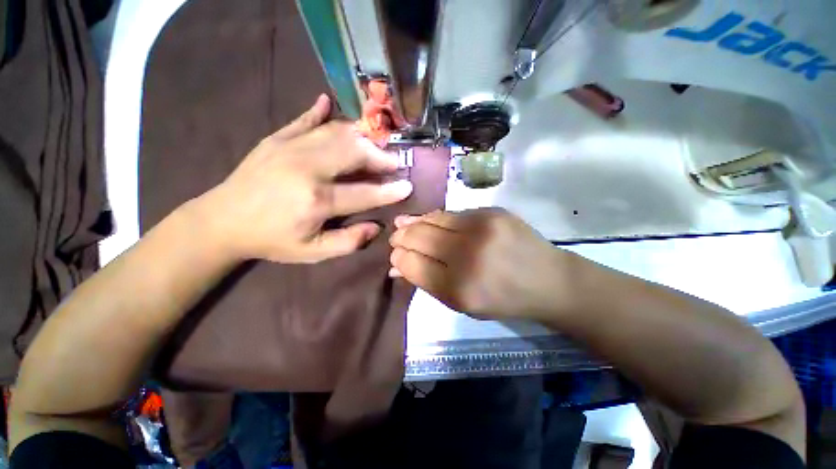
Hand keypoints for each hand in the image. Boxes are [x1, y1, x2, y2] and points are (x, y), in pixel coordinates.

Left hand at [196, 95, 412, 262]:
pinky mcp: (276, 138)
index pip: (364, 193)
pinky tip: (329, 103)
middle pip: (354, 152)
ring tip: (374, 144)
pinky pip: (304, 120)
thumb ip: (348, 242)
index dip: (389, 191)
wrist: (222, 221)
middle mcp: (307, 168)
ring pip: (336, 133)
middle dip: (379, 156)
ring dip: (361, 137)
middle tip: (393, 162)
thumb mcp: (313, 253)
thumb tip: (376, 227)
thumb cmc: (272, 240)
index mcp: (317, 200)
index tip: (408, 186)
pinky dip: (319, 111)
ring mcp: (290, 148)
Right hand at [389, 208, 575, 320]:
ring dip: (415, 223)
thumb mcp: (463, 303)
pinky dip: (436, 218)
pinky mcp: (492, 211)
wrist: (549, 280)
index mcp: (460, 289)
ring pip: (433, 220)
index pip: (413, 265)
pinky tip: (429, 221)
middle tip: (395, 237)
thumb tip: (397, 265)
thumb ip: (428, 283)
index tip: (394, 254)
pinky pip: (452, 213)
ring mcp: (482, 228)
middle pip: (419, 238)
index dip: (399, 258)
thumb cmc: (503, 299)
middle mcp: (468, 255)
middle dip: (401, 237)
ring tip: (405, 224)